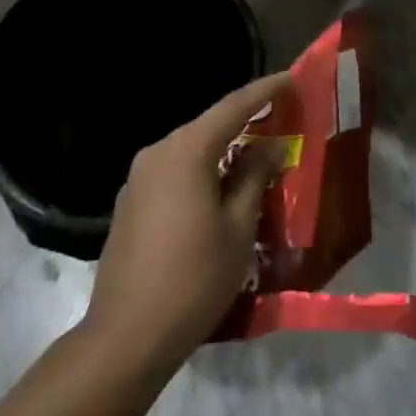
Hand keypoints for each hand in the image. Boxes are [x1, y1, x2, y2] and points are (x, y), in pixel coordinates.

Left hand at [84, 72, 291, 375]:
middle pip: (208, 125)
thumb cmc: (193, 280)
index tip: (290, 79)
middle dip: (244, 121)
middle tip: (277, 120)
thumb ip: (255, 177)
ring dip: (221, 149)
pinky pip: (173, 171)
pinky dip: (199, 171)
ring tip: (253, 156)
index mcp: (186, 150)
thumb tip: (270, 144)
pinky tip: (216, 190)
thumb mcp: (238, 229)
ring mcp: (138, 177)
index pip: (233, 106)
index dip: (264, 91)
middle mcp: (158, 151)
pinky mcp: (129, 202)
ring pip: (189, 149)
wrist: (126, 337)